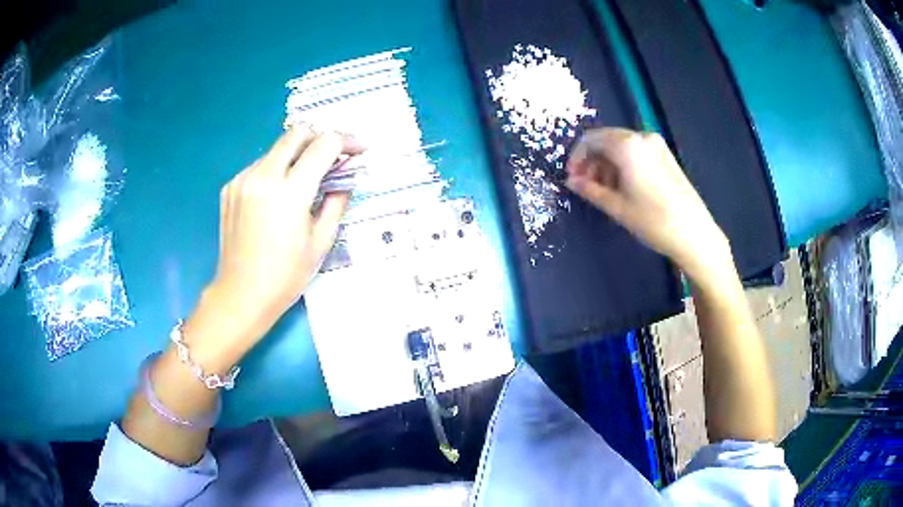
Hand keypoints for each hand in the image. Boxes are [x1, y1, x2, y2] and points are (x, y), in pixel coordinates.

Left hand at [187, 127, 363, 362]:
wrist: (241, 294)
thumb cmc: (286, 275)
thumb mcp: (321, 241)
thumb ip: (337, 200)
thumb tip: (346, 177)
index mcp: (289, 192)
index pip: (324, 144)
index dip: (347, 141)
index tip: (358, 150)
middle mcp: (263, 176)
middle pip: (297, 133)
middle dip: (320, 138)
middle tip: (333, 158)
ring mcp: (242, 179)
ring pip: (277, 148)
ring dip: (297, 155)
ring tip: (305, 180)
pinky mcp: (230, 187)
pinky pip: (259, 166)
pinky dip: (276, 170)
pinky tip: (278, 195)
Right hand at [565, 128, 728, 278]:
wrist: (694, 234)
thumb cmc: (653, 220)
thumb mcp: (617, 207)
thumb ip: (590, 190)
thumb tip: (571, 181)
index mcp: (627, 145)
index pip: (590, 139)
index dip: (576, 157)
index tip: (572, 178)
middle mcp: (641, 137)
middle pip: (606, 139)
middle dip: (592, 160)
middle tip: (585, 185)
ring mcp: (656, 145)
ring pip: (621, 146)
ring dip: (607, 163)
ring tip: (604, 190)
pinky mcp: (666, 155)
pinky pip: (636, 152)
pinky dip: (623, 164)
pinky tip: (623, 187)